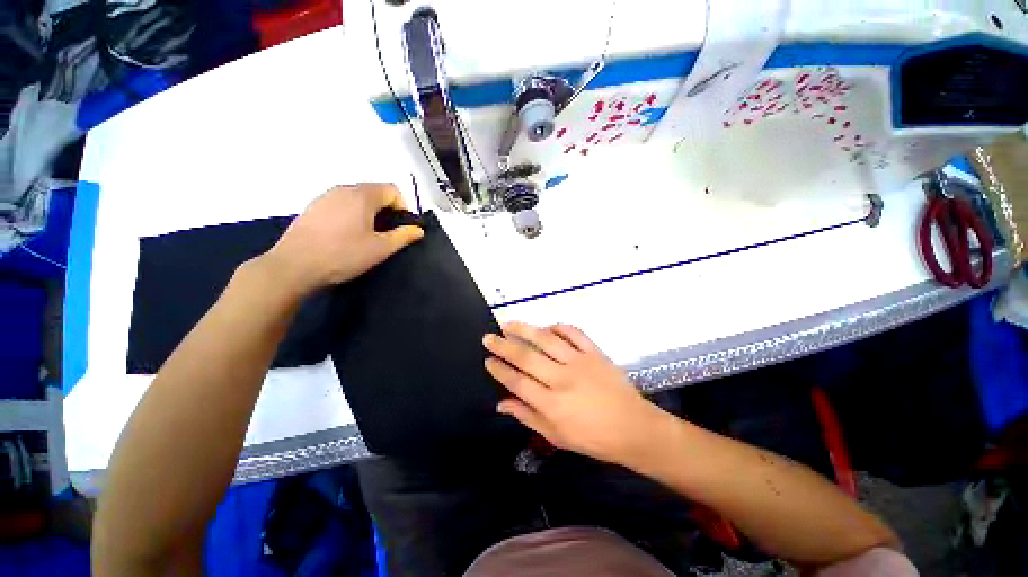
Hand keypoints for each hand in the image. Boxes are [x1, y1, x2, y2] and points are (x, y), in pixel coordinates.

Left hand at [264, 184, 423, 294]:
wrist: (293, 266)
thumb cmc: (343, 255)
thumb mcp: (380, 249)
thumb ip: (403, 236)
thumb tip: (418, 230)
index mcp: (362, 196)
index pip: (392, 190)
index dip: (403, 207)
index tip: (402, 228)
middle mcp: (343, 189)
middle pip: (374, 191)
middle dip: (387, 210)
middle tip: (388, 234)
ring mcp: (324, 197)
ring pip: (356, 198)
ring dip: (369, 212)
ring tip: (368, 236)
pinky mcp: (312, 208)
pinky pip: (341, 204)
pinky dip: (352, 214)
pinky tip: (346, 236)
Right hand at [483, 322, 671, 466]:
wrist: (633, 428)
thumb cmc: (593, 438)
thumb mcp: (556, 436)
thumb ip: (527, 417)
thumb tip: (501, 404)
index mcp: (552, 405)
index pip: (517, 382)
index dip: (500, 370)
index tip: (488, 360)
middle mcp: (562, 379)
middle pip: (526, 357)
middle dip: (504, 346)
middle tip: (489, 337)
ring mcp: (580, 362)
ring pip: (546, 340)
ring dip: (525, 330)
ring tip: (508, 324)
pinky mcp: (595, 353)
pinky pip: (574, 333)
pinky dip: (559, 326)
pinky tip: (547, 326)